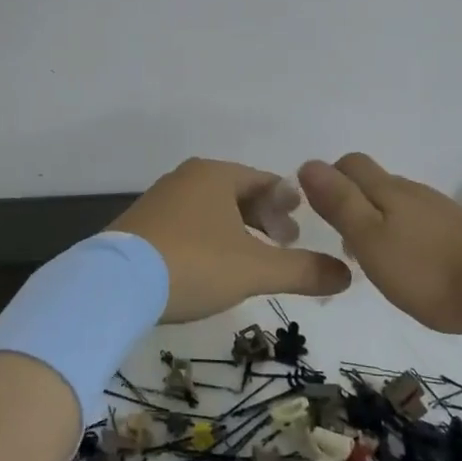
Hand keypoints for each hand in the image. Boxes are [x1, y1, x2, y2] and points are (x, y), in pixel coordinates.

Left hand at [110, 158, 352, 322]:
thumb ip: (303, 270)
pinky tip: (211, 265)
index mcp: (215, 175)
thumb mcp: (255, 269)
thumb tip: (347, 275)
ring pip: (211, 209)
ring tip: (251, 257)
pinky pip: (187, 224)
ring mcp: (159, 200)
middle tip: (284, 241)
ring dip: (236, 229)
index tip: (301, 225)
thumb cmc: (193, 264)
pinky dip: (209, 238)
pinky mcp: (140, 225)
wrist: (114, 285)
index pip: (264, 181)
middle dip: (264, 217)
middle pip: (237, 193)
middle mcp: (186, 178)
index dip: (287, 202)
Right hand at [298, 153, 461, 334]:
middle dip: (350, 200)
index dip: (328, 178)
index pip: (350, 164)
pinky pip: (418, 223)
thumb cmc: (427, 268)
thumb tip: (308, 164)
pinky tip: (406, 264)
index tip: (316, 209)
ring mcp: (439, 211)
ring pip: (396, 203)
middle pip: (373, 182)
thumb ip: (340, 203)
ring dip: (376, 220)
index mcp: (386, 190)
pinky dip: (402, 234)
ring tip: (369, 257)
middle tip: (339, 238)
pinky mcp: (459, 233)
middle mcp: (412, 192)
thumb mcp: (370, 239)